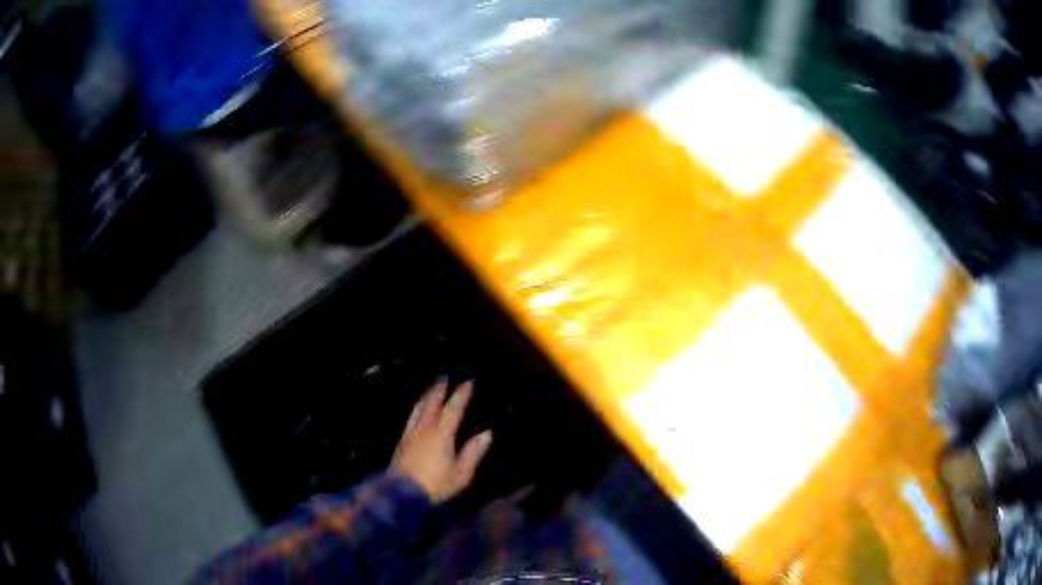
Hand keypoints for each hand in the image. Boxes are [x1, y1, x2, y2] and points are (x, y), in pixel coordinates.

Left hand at [390, 380, 492, 502]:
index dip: (461, 395)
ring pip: (418, 409)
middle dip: (439, 390)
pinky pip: (410, 419)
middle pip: (432, 404)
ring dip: (426, 397)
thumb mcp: (461, 474)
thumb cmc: (435, 485)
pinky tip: (416, 412)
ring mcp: (411, 435)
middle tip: (444, 378)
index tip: (468, 382)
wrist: (401, 493)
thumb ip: (473, 453)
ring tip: (430, 390)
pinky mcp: (401, 443)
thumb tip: (486, 433)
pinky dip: (416, 410)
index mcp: (442, 435)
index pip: (453, 410)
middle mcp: (425, 429)